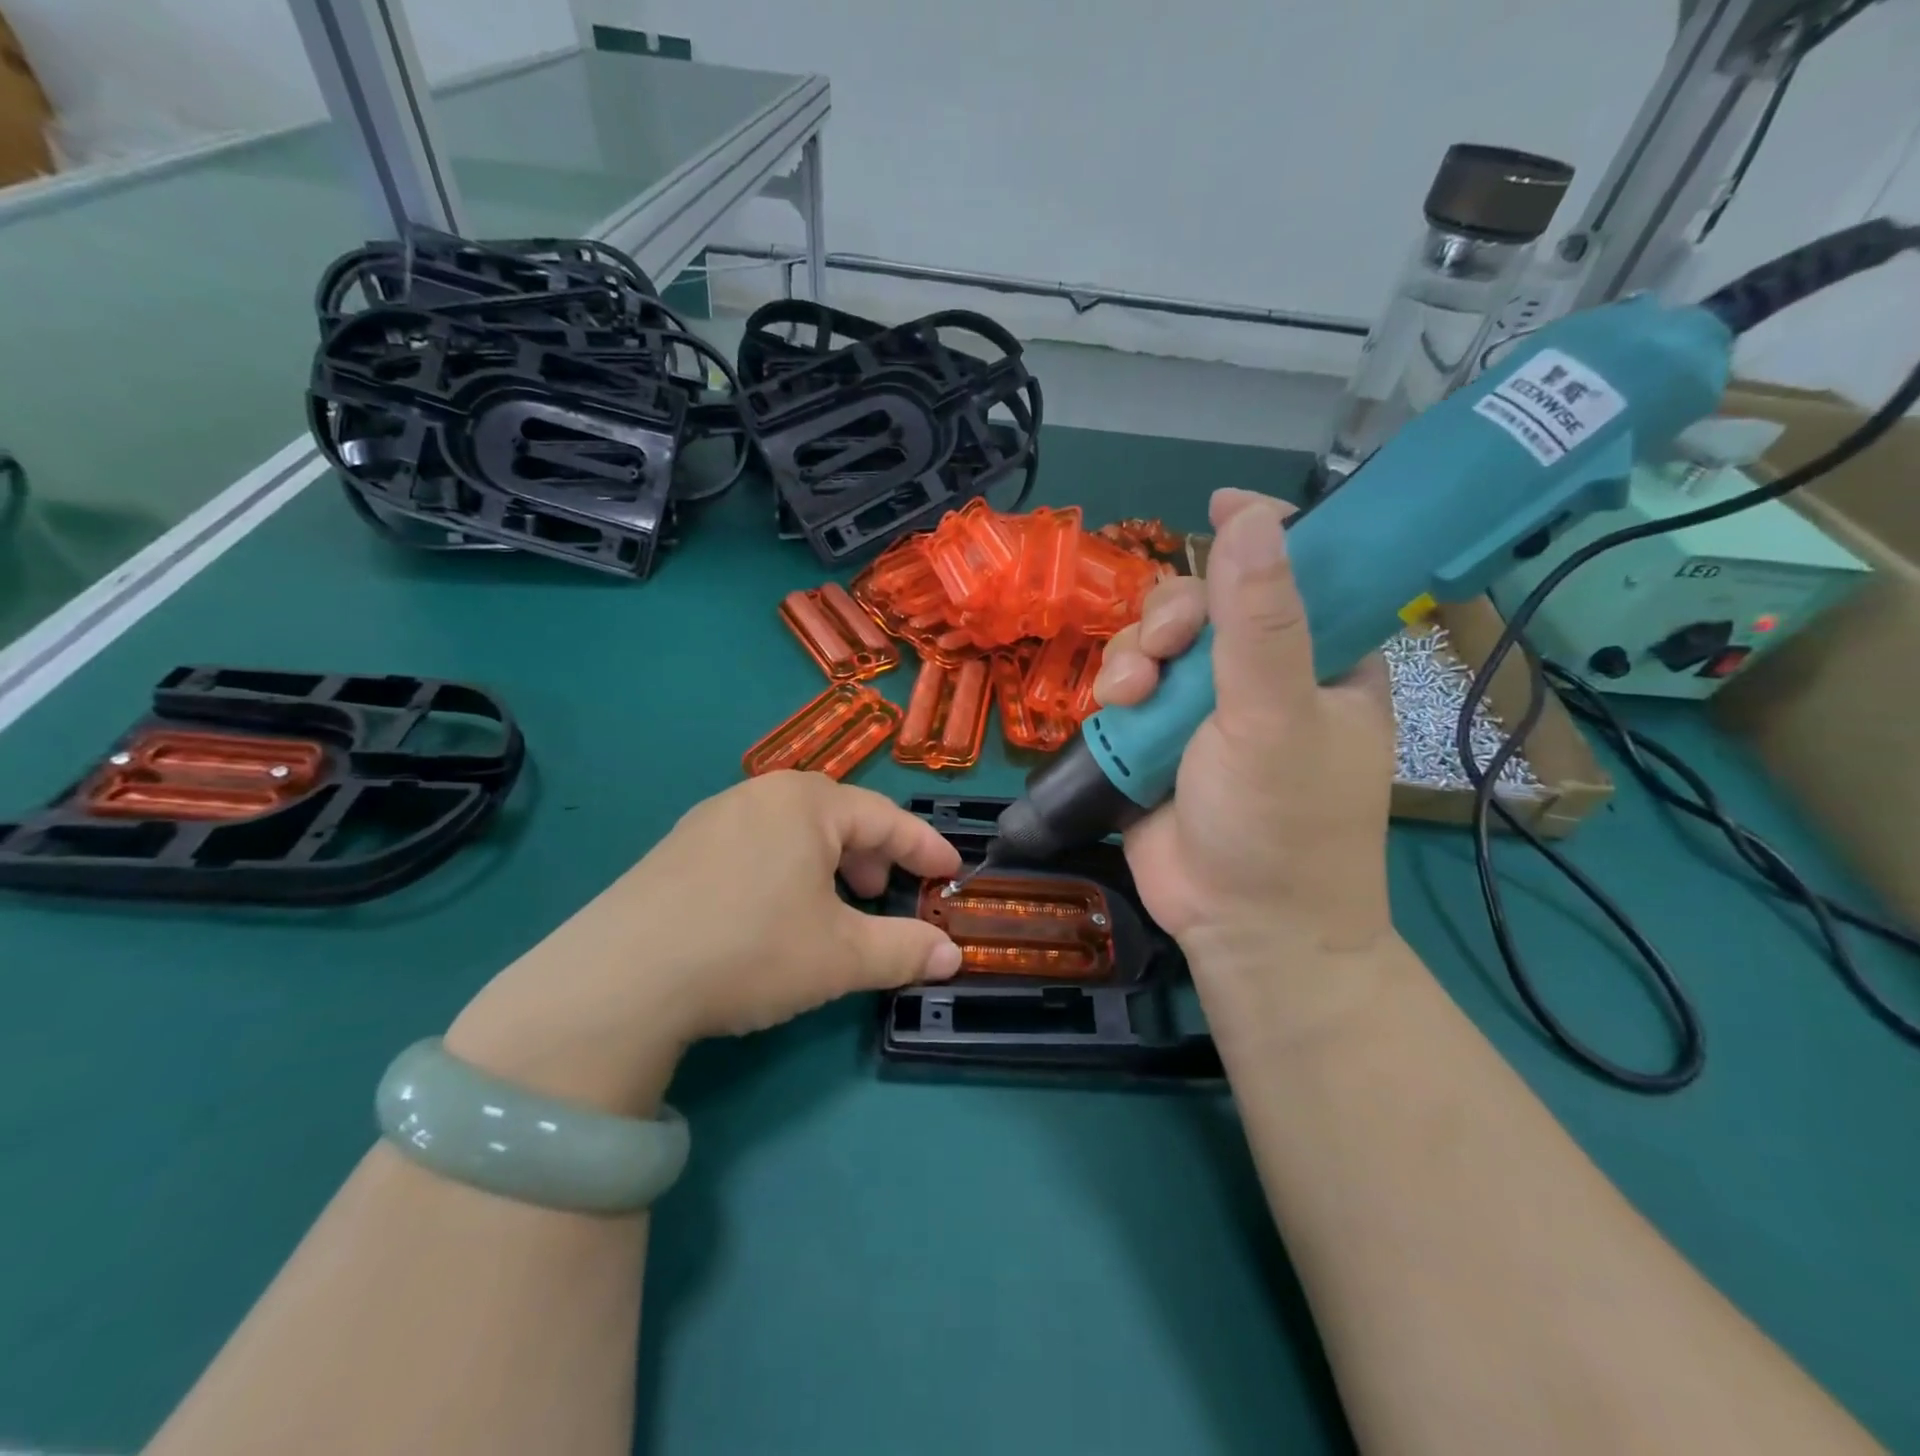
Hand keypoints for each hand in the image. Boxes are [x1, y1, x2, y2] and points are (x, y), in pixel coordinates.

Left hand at [447, 773, 961, 1113]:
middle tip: (882, 894)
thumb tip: (953, 956)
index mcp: (808, 802)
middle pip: (837, 818)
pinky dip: (782, 872)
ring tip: (830, 909)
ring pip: (792, 833)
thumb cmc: (753, 949)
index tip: (950, 872)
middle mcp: (760, 795)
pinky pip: (753, 848)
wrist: (621, 978)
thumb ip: (904, 950)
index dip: (924, 847)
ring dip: (826, 866)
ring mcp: (711, 819)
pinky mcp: (677, 849)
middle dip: (871, 856)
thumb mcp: (841, 956)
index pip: (885, 818)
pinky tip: (772, 914)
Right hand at [1095, 489, 1396, 973]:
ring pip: (1157, 641)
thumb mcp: (1278, 717)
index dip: (1261, 533)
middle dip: (1173, 613)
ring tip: (1131, 696)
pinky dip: (1116, 687)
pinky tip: (1115, 711)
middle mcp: (1262, 673)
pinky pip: (1129, 684)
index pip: (1299, 570)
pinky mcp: (1159, 736)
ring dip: (1135, 654)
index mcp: (1322, 659)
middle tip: (1166, 647)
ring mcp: (1205, 706)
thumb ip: (1263, 620)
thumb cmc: (1284, 825)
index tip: (1219, 504)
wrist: (1241, 928)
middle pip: (1208, 600)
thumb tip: (1252, 515)